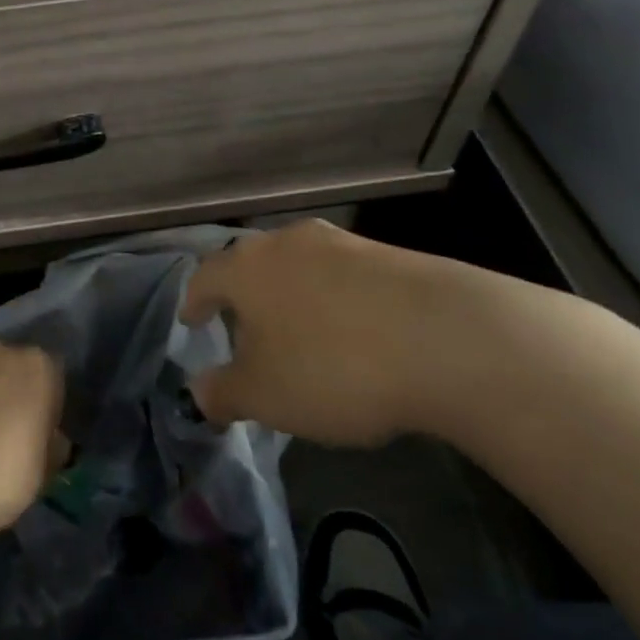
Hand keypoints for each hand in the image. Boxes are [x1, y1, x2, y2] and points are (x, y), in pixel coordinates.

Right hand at [181, 219, 530, 447]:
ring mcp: (341, 243)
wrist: (448, 338)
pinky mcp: (389, 254)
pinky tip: (354, 334)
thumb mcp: (265, 396)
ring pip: (299, 267)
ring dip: (292, 296)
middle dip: (244, 297)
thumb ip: (222, 393)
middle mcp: (287, 243)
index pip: (204, 278)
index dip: (194, 302)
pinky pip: (344, 277)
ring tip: (301, 334)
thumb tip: (196, 391)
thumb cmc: (332, 366)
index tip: (191, 322)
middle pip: (252, 265)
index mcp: (245, 268)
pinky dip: (335, 300)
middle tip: (245, 331)